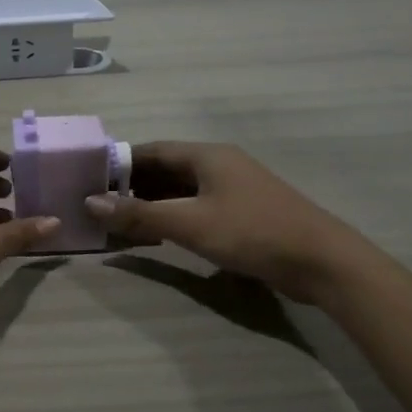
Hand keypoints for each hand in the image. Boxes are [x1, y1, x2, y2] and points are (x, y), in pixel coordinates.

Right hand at [84, 141, 372, 304]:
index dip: (119, 164)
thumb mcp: (190, 224)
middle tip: (99, 207)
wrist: (322, 261)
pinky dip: (173, 218)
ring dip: (152, 205)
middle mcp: (219, 165)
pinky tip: (158, 236)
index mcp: (206, 155)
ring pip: (181, 191)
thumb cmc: (252, 232)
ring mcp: (233, 189)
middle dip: (132, 187)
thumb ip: (139, 214)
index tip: (89, 181)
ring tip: (120, 224)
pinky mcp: (243, 213)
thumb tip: (90, 202)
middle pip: (165, 170)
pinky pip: (197, 208)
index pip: (151, 150)